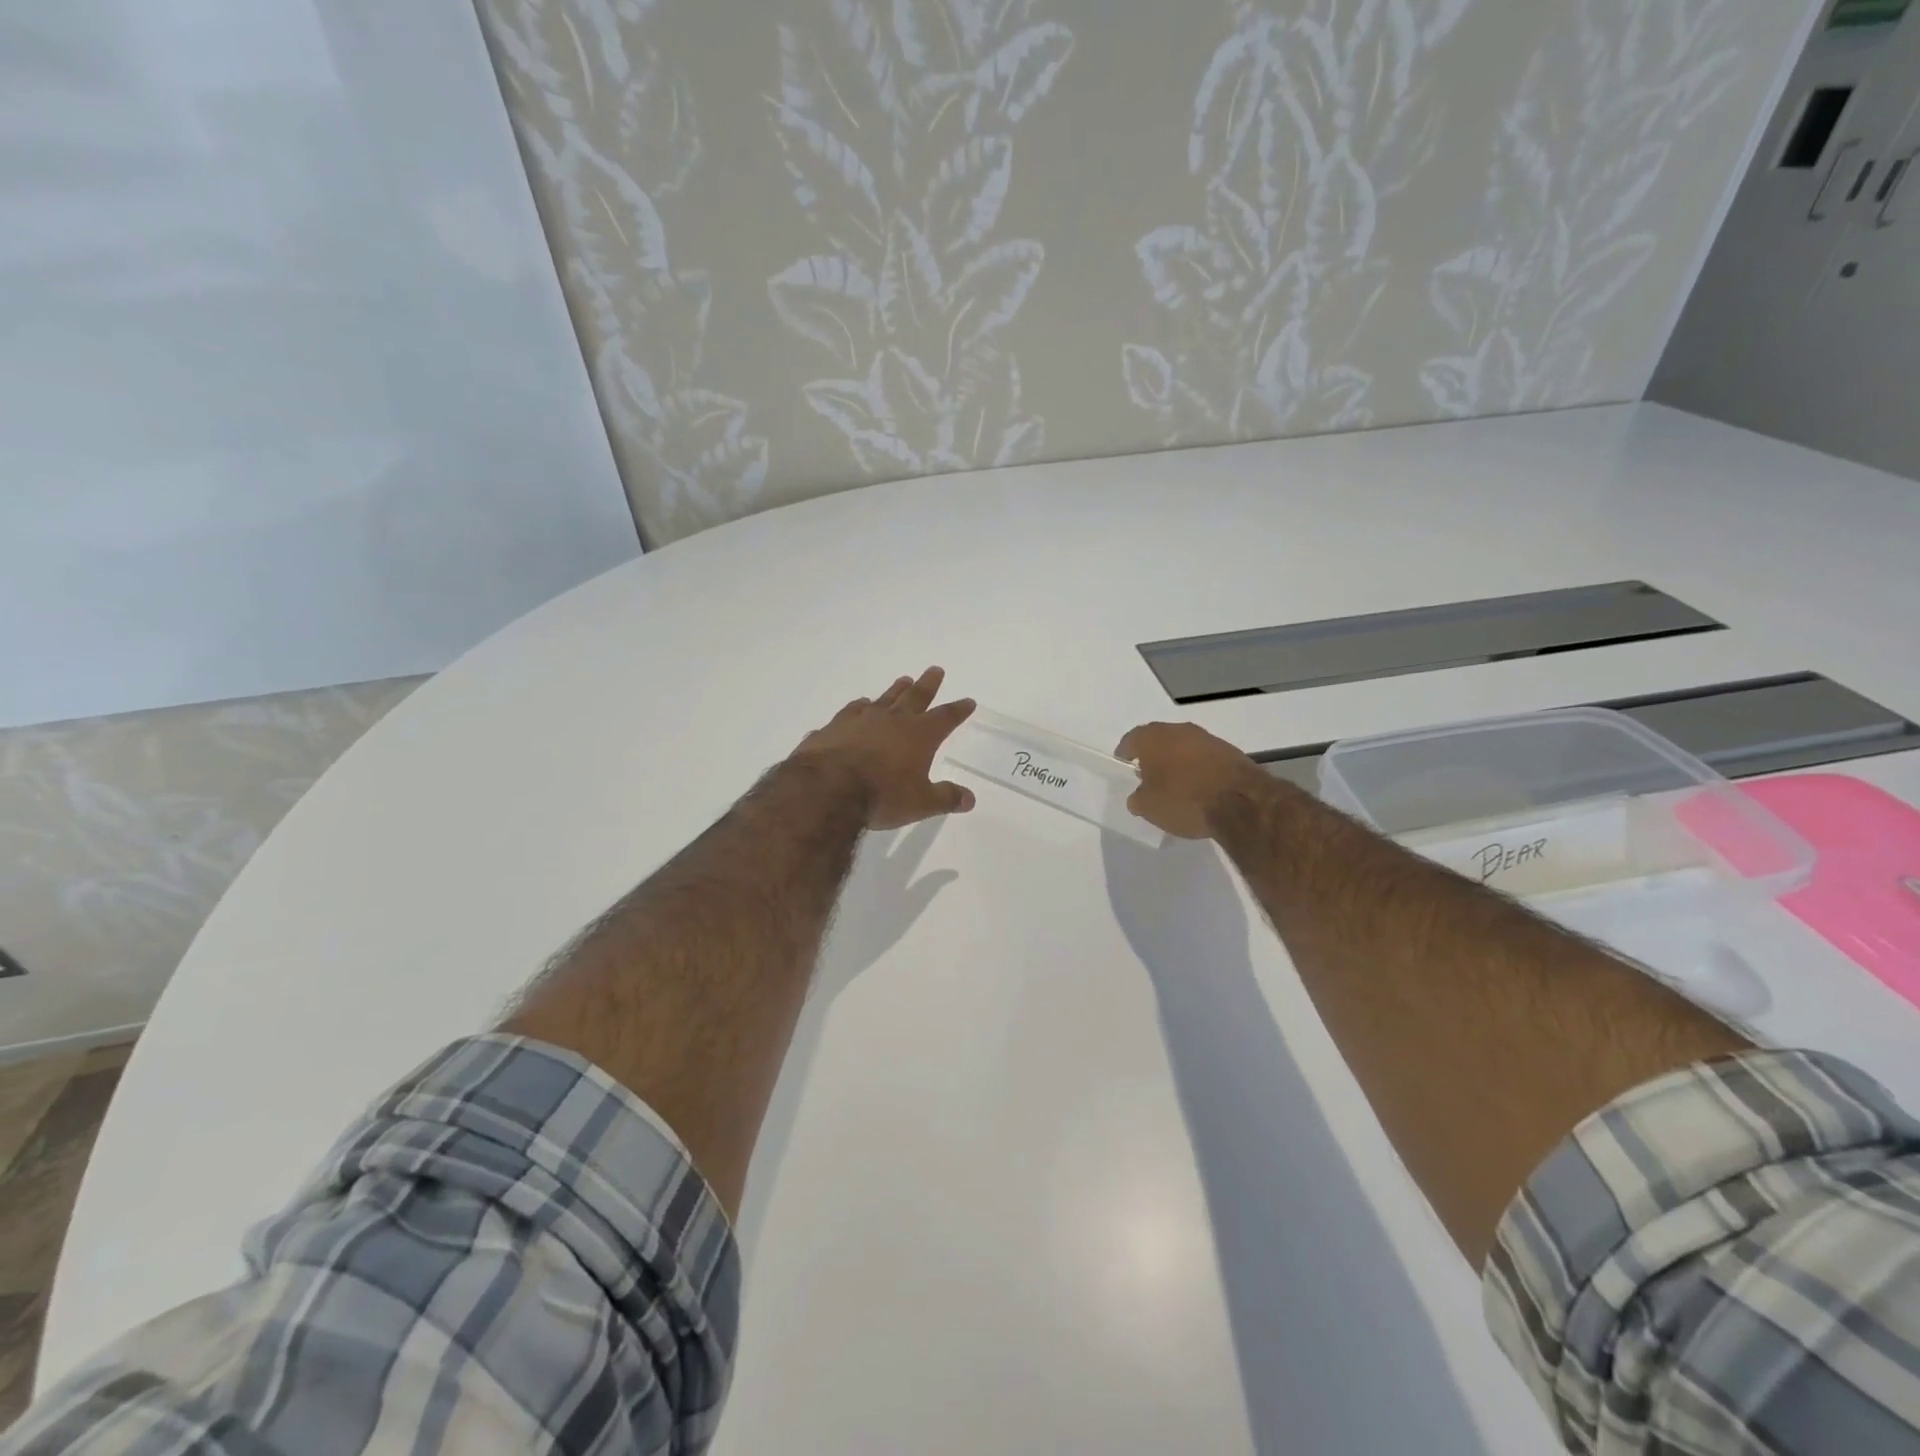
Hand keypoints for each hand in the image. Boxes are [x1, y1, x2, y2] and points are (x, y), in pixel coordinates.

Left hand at [791, 666, 977, 830]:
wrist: (828, 788)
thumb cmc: (883, 796)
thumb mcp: (921, 803)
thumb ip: (946, 797)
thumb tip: (970, 798)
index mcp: (920, 735)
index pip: (945, 717)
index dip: (958, 710)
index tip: (968, 701)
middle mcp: (893, 720)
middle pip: (916, 696)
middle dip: (928, 684)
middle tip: (936, 670)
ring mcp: (861, 719)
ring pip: (884, 698)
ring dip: (896, 690)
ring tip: (904, 680)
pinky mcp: (835, 726)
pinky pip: (851, 711)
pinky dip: (858, 707)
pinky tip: (859, 704)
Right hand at [1114, 721, 1266, 839]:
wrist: (1241, 801)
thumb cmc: (1183, 799)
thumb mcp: (1149, 808)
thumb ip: (1138, 799)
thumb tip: (1138, 796)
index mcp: (1152, 738)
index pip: (1131, 740)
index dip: (1125, 753)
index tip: (1124, 764)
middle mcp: (1178, 730)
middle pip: (1159, 740)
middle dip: (1153, 755)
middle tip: (1148, 775)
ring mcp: (1207, 738)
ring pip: (1184, 746)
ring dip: (1178, 761)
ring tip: (1176, 783)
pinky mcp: (1230, 750)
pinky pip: (1205, 757)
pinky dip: (1199, 768)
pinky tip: (1200, 787)